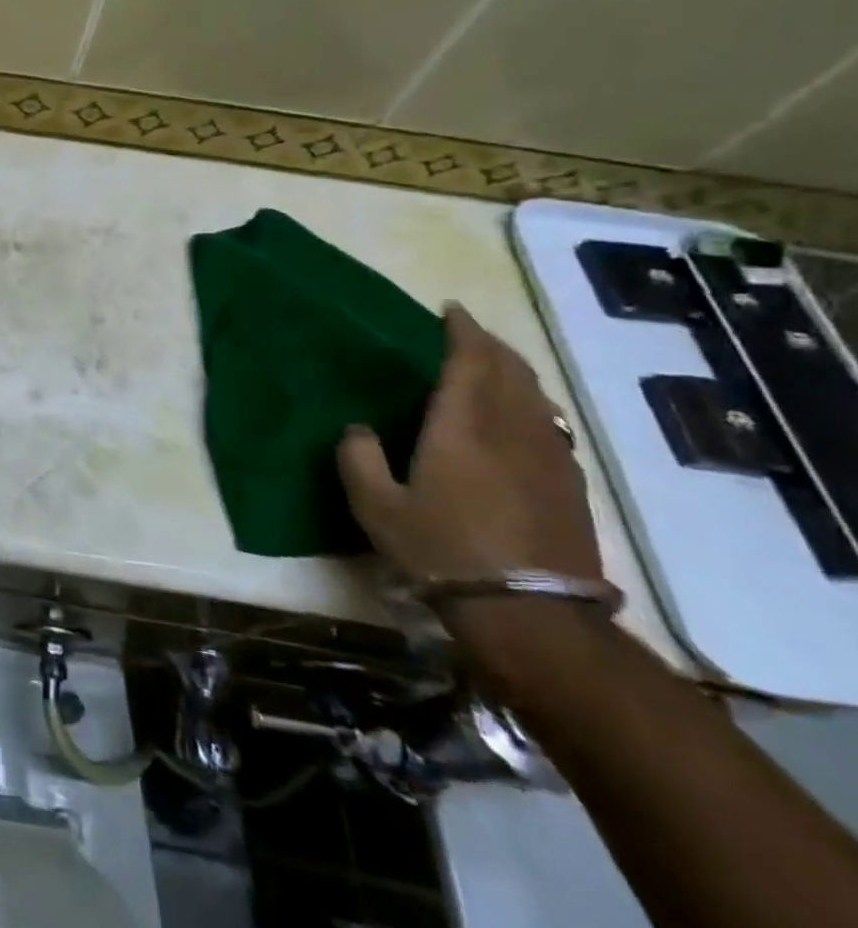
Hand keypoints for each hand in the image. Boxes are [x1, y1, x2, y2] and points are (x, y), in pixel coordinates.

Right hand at [337, 304, 601, 586]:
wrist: (531, 616)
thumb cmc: (443, 551)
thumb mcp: (376, 507)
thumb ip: (358, 458)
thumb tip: (358, 429)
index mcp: (463, 425)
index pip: (471, 359)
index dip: (462, 330)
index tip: (450, 311)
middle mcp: (512, 428)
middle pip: (510, 369)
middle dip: (490, 344)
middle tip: (466, 333)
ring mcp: (548, 456)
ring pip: (536, 395)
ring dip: (514, 371)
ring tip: (493, 366)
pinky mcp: (569, 484)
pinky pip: (550, 423)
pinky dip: (531, 404)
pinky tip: (520, 418)